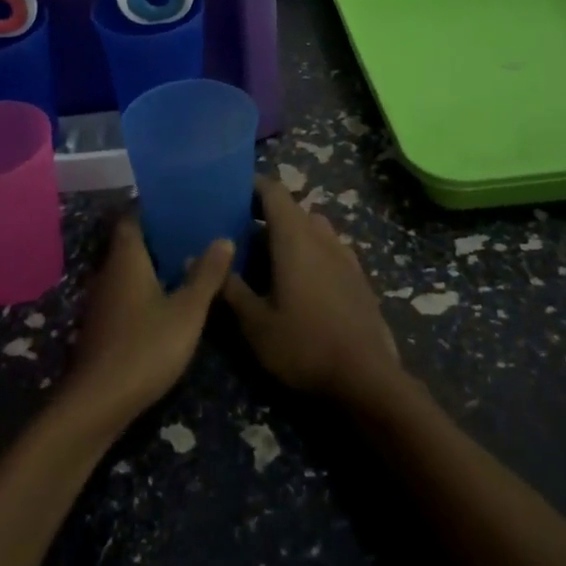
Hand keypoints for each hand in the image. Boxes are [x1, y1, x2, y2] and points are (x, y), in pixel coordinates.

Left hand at [56, 213, 232, 434]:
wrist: (98, 403)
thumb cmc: (145, 347)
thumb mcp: (187, 311)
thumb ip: (206, 274)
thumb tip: (224, 238)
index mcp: (127, 258)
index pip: (133, 216)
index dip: (154, 207)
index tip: (181, 202)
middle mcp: (109, 271)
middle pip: (132, 241)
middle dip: (160, 235)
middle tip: (195, 229)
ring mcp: (103, 299)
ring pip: (130, 268)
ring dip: (155, 263)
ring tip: (190, 260)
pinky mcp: (104, 324)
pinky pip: (128, 291)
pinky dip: (147, 287)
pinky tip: (170, 298)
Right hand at [221, 177, 404, 409]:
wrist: (367, 379)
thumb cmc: (304, 345)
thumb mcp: (255, 323)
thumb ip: (229, 288)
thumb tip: (198, 261)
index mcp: (295, 237)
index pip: (274, 191)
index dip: (252, 186)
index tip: (231, 192)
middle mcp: (322, 236)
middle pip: (293, 210)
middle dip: (267, 215)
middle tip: (239, 234)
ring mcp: (345, 255)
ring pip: (313, 229)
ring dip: (291, 234)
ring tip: (268, 258)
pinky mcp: (359, 277)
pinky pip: (329, 250)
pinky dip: (311, 253)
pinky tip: (300, 282)